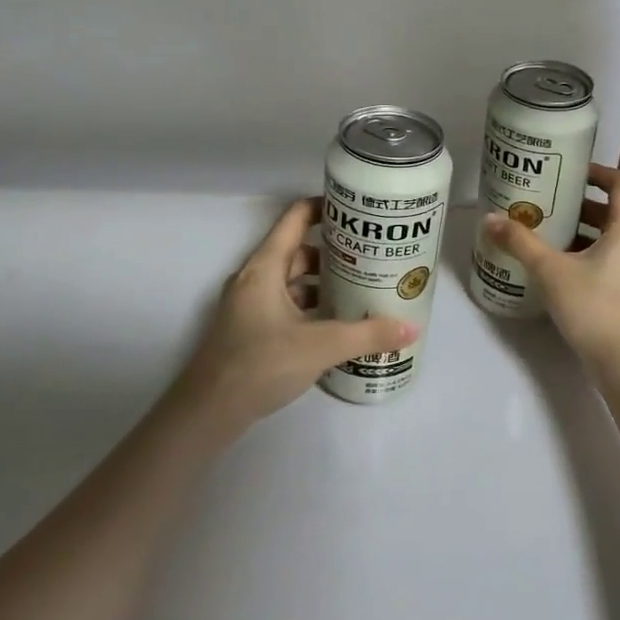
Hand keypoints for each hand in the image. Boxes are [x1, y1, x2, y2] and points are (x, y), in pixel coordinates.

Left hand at [172, 198, 417, 437]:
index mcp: (265, 267)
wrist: (207, 412)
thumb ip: (367, 335)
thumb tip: (412, 328)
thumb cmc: (260, 364)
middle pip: (298, 250)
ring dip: (323, 282)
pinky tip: (337, 324)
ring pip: (292, 281)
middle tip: (372, 255)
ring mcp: (250, 305)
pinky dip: (311, 307)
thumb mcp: (320, 346)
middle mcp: (255, 278)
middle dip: (335, 251)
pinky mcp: (251, 331)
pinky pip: (287, 305)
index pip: (296, 218)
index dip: (325, 207)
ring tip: (362, 288)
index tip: (358, 211)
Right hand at [483, 164, 619, 375]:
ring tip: (550, 232)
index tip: (569, 171)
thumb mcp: (550, 271)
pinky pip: (614, 259)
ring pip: (613, 238)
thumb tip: (489, 219)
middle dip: (581, 203)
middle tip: (549, 201)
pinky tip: (562, 266)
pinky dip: (591, 253)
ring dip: (585, 230)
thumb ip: (520, 242)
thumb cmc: (593, 308)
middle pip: (614, 210)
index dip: (597, 172)